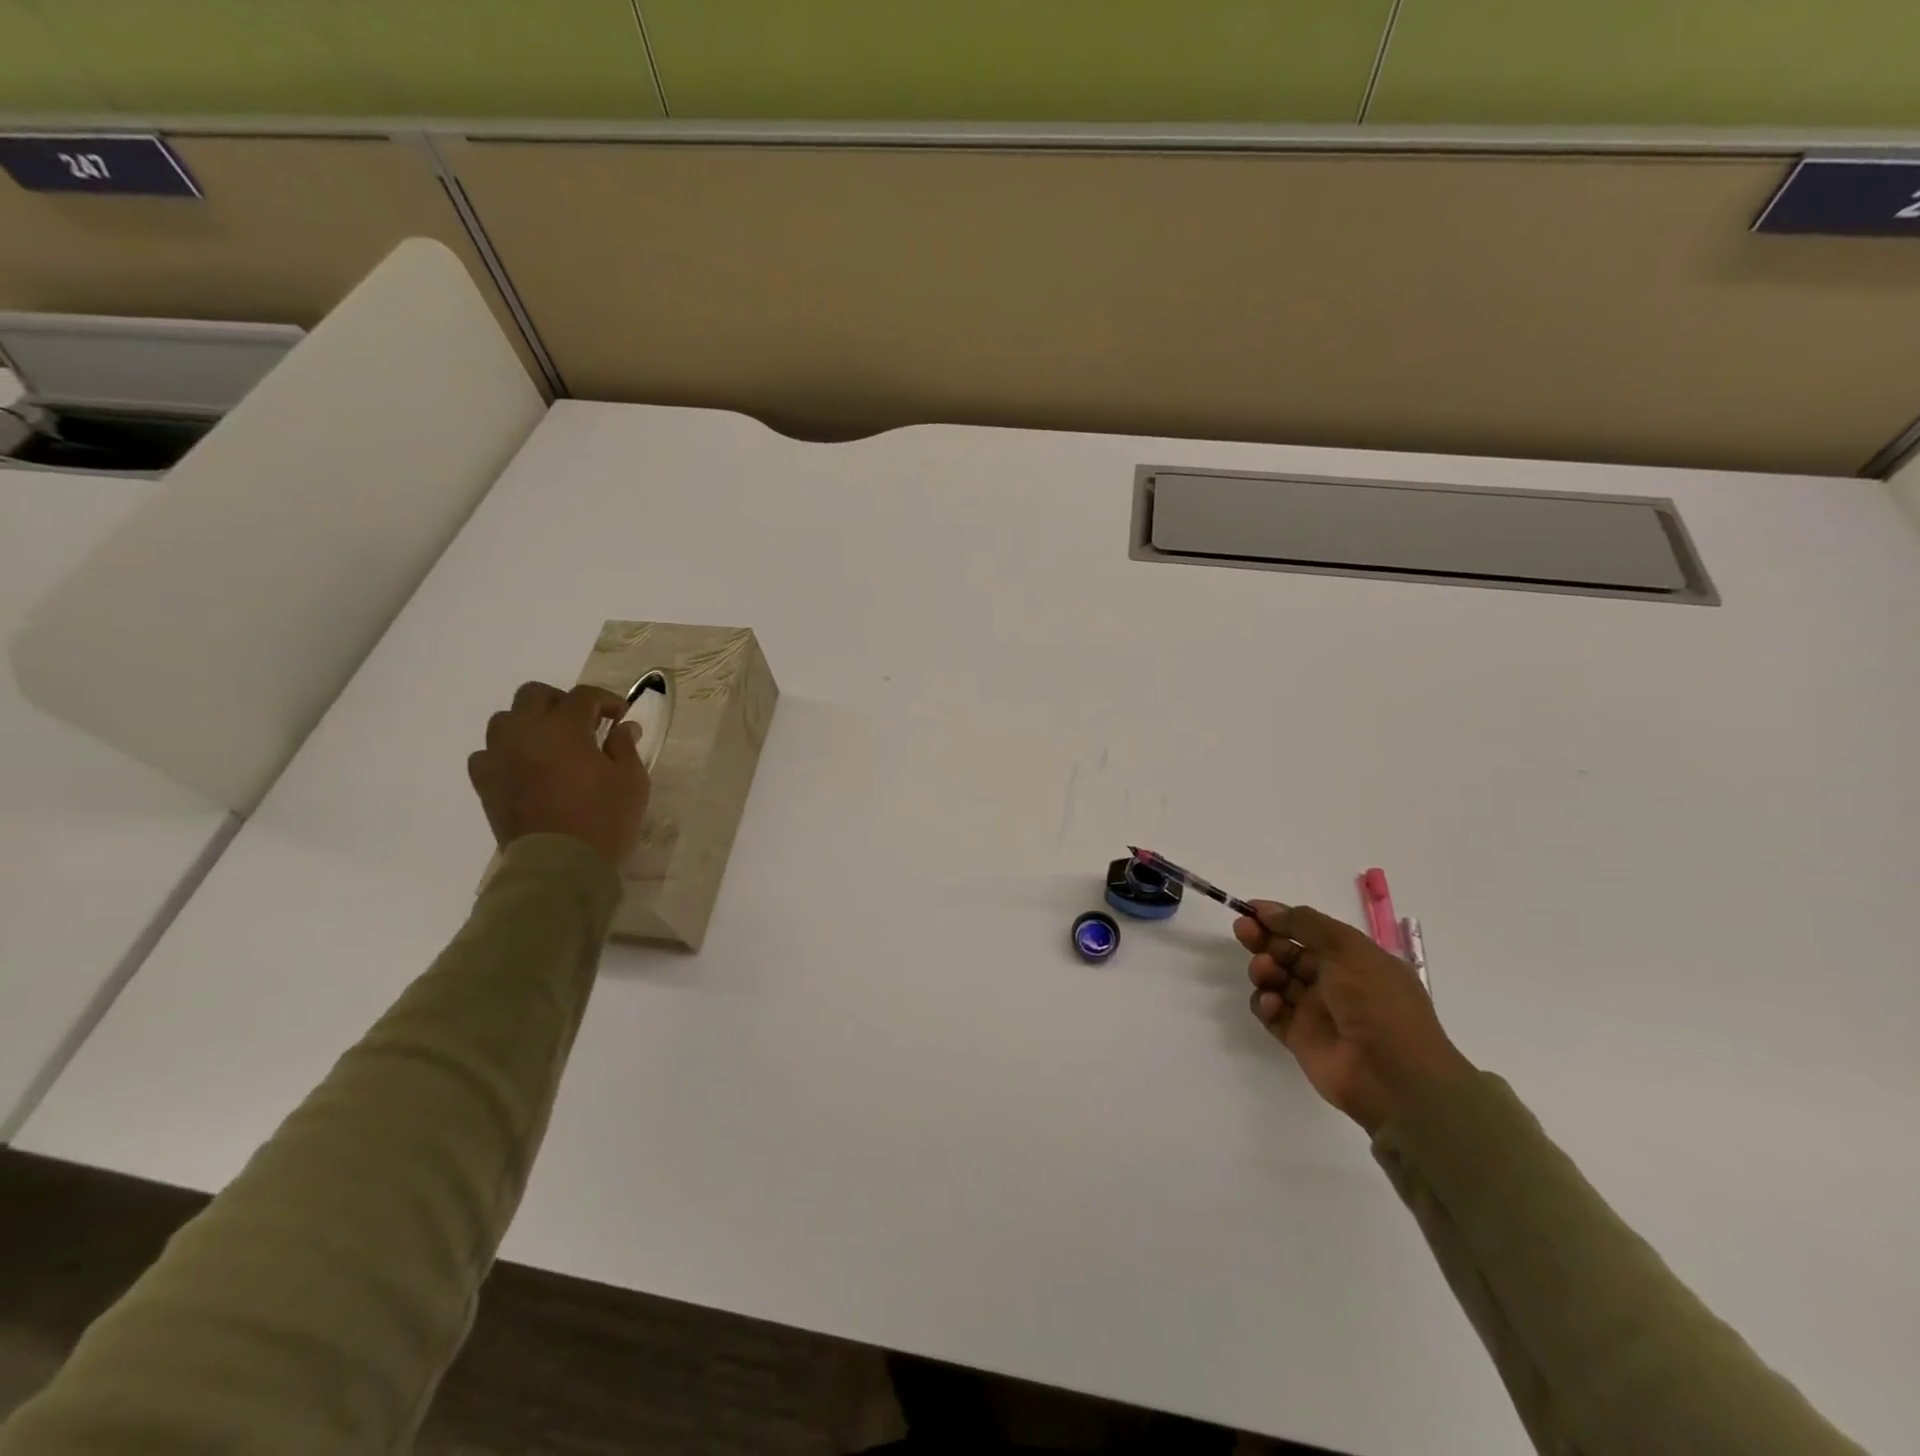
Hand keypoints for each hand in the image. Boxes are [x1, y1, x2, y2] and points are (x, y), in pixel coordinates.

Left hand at [467, 682, 648, 866]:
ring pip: (505, 719)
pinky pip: (487, 753)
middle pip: (534, 695)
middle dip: (562, 701)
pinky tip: (525, 766)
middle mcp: (525, 733)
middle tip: (584, 722)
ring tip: (551, 742)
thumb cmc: (603, 820)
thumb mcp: (631, 781)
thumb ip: (625, 747)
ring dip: (530, 722)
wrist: (559, 866)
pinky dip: (506, 752)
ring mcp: (499, 757)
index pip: (584, 696)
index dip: (606, 700)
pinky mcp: (485, 783)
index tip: (621, 716)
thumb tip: (622, 727)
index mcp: (563, 728)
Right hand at [1236, 901, 1473, 1134]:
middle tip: (1243, 931)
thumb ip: (1304, 923)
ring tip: (1265, 971)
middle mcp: (1335, 982)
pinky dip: (1265, 1004)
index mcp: (1354, 959)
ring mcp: (1317, 1012)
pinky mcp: (1300, 1038)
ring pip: (1277, 981)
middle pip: (1289, 953)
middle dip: (1264, 940)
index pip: (1310, 931)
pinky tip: (1271, 1003)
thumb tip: (1266, 910)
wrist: (1393, 1074)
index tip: (1251, 910)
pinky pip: (1273, 1013)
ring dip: (1265, 970)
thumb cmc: (1376, 1001)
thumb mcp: (1346, 948)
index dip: (1281, 919)